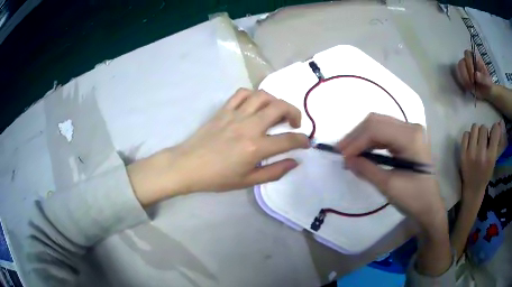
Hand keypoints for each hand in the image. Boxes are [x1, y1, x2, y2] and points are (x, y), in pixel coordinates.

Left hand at [128, 88, 309, 205]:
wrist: (188, 166)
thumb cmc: (217, 178)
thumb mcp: (247, 181)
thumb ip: (274, 172)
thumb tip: (295, 162)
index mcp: (255, 148)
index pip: (288, 140)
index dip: (302, 140)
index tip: (305, 143)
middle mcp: (248, 126)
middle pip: (280, 108)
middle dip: (295, 113)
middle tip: (294, 123)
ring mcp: (235, 115)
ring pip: (262, 96)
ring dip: (276, 101)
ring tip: (277, 112)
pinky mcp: (224, 110)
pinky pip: (242, 93)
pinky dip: (253, 95)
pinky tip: (255, 105)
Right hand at [336, 113, 445, 233]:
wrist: (429, 206)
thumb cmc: (413, 198)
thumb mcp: (388, 186)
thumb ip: (367, 169)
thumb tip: (346, 159)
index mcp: (410, 137)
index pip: (376, 129)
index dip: (356, 141)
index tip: (342, 157)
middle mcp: (411, 127)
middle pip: (377, 121)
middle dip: (356, 136)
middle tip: (341, 152)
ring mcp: (410, 130)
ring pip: (379, 124)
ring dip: (362, 137)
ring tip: (348, 152)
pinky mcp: (408, 137)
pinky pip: (385, 132)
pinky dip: (371, 140)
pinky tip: (362, 150)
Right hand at [455, 49, 493, 99]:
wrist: (486, 92)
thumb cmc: (487, 84)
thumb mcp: (488, 82)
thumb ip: (483, 78)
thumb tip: (476, 75)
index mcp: (474, 57)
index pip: (467, 54)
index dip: (469, 63)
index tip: (473, 75)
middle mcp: (467, 60)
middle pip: (462, 62)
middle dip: (466, 74)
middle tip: (472, 83)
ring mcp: (464, 67)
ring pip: (459, 69)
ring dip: (464, 79)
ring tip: (470, 87)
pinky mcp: (462, 75)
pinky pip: (459, 77)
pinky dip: (463, 83)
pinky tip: (468, 88)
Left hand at [460, 122, 502, 204]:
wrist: (473, 189)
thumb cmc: (486, 174)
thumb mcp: (494, 160)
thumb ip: (497, 142)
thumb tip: (500, 122)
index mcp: (490, 157)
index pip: (495, 132)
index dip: (495, 129)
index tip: (494, 132)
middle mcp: (481, 154)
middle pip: (483, 127)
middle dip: (485, 132)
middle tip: (484, 140)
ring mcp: (470, 153)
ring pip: (474, 127)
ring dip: (477, 132)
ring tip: (478, 140)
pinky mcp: (462, 153)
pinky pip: (465, 134)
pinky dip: (469, 136)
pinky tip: (471, 144)